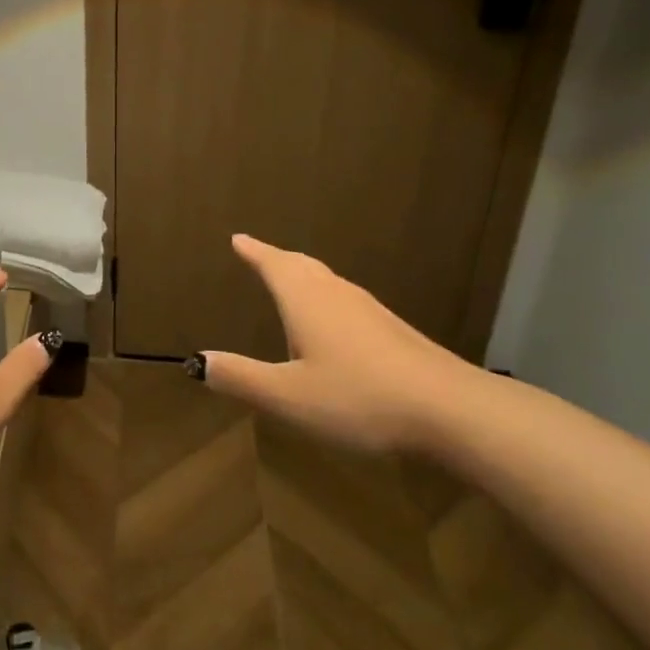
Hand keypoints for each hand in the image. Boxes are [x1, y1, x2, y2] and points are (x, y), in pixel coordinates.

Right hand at [195, 234, 491, 453]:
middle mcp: (337, 295)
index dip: (254, 252)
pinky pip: (346, 302)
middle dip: (277, 259)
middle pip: (302, 266)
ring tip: (290, 284)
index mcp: (306, 300)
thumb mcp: (288, 396)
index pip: (273, 265)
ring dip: (303, 277)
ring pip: (328, 283)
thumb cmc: (358, 397)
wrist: (451, 411)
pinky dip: (326, 300)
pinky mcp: (394, 331)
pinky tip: (333, 327)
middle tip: (259, 254)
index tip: (238, 238)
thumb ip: (241, 378)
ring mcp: (370, 311)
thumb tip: (197, 361)